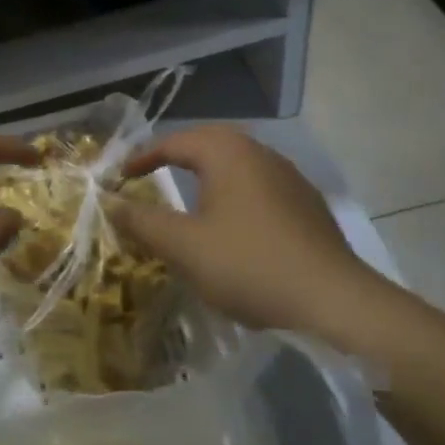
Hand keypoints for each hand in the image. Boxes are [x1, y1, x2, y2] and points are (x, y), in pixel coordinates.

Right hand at [107, 126, 388, 343]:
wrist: (334, 302)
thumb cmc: (249, 265)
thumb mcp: (183, 246)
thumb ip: (142, 220)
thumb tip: (109, 202)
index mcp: (229, 153)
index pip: (174, 142)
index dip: (141, 157)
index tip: (119, 178)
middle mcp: (261, 154)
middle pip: (209, 144)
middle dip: (176, 157)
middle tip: (150, 175)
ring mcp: (290, 179)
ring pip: (237, 165)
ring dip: (207, 176)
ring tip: (186, 199)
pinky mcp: (308, 207)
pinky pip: (258, 188)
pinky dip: (232, 196)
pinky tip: (230, 226)